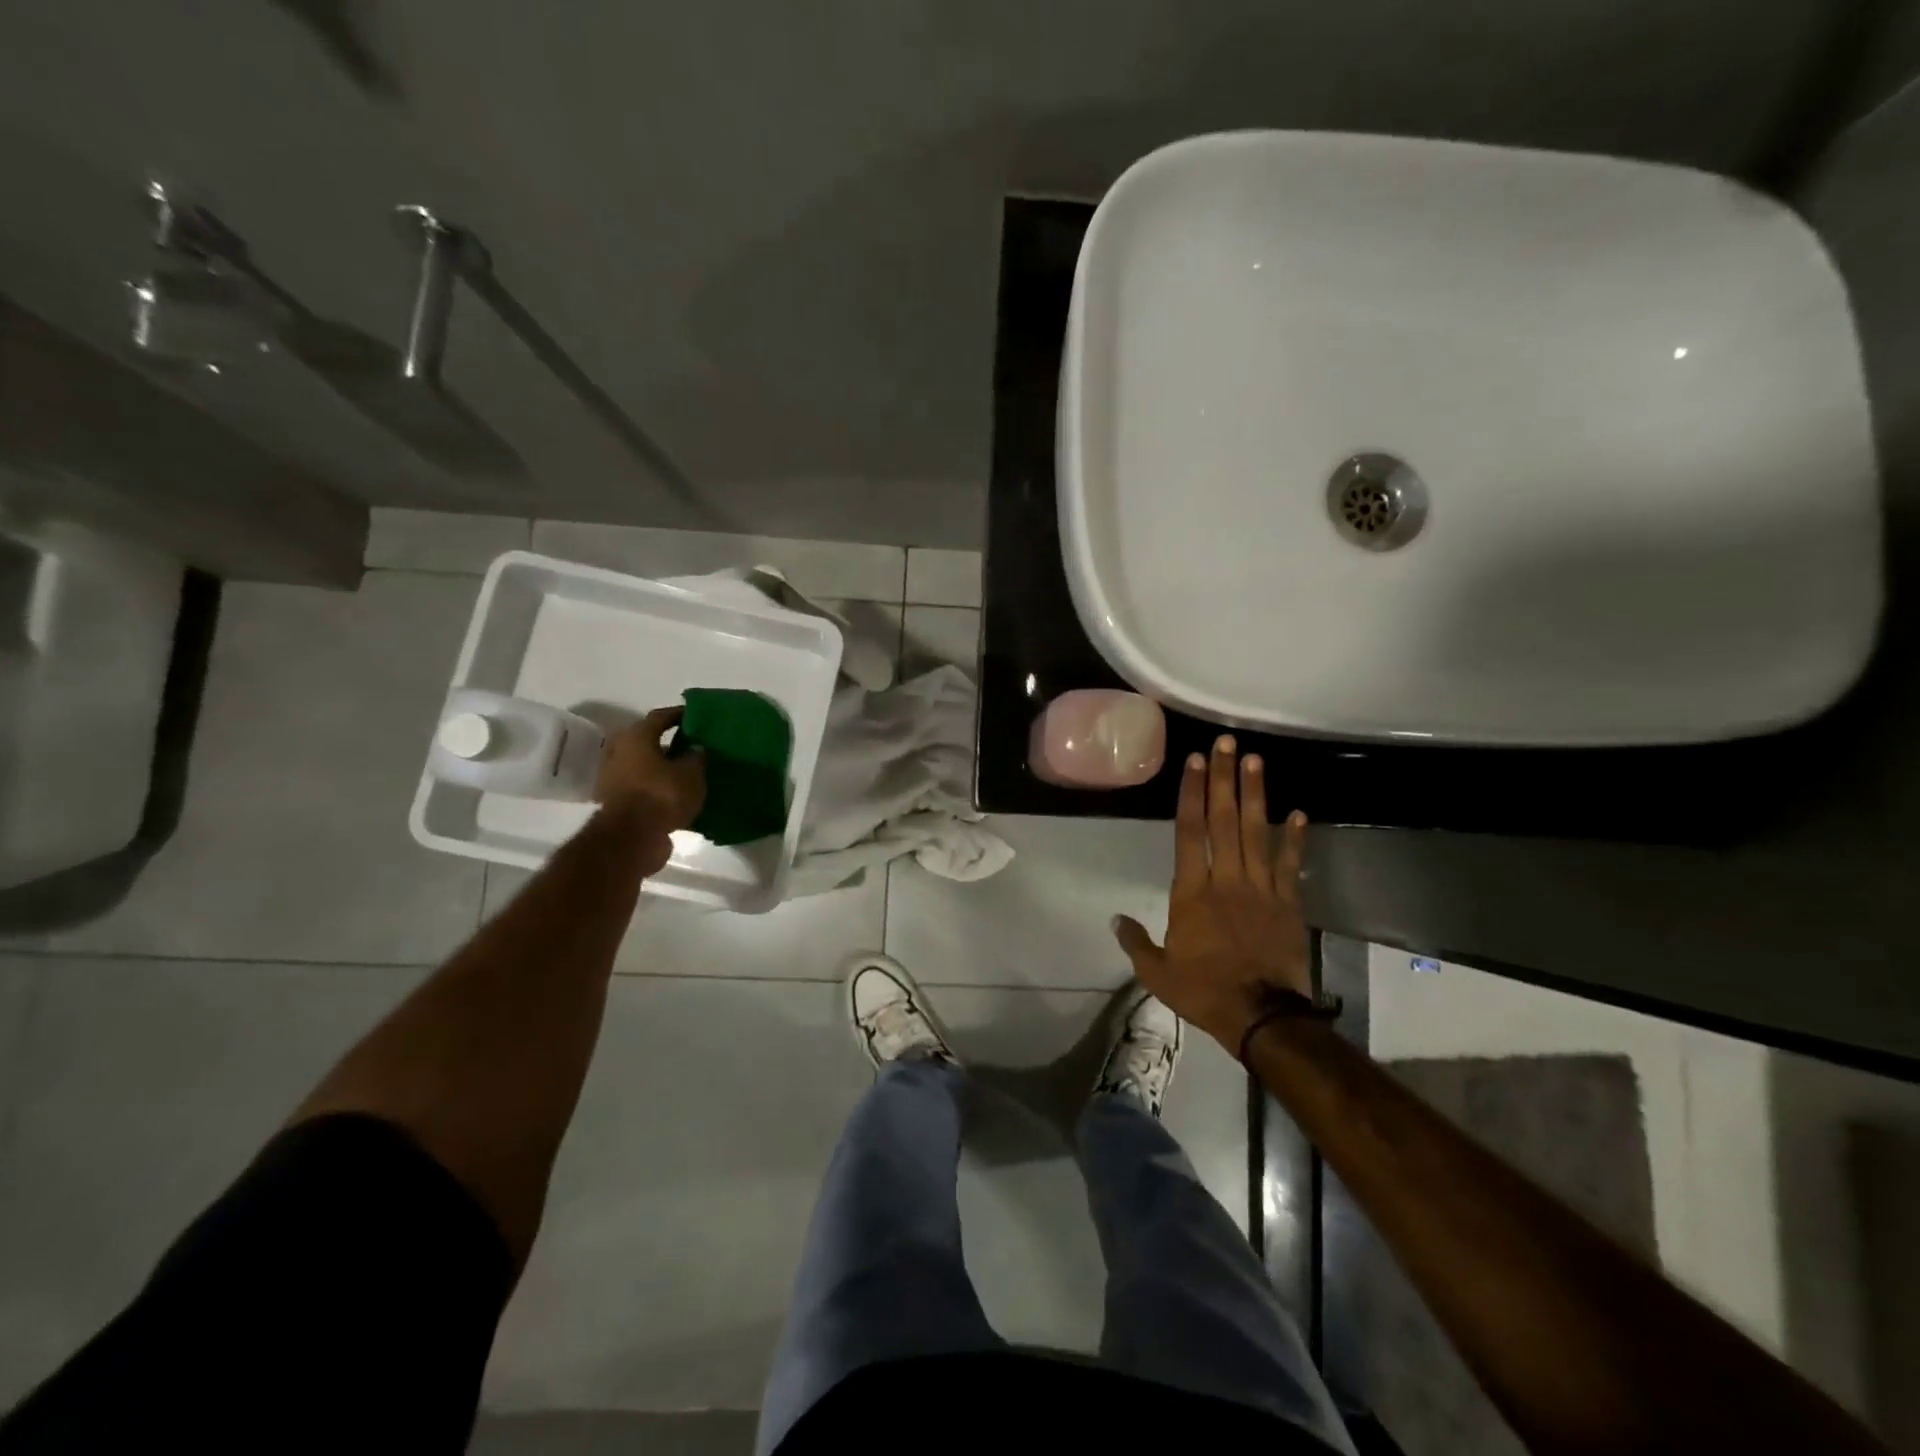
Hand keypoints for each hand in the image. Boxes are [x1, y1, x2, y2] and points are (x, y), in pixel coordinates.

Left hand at [596, 707, 705, 871]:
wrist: (631, 838)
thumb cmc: (662, 795)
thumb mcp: (692, 773)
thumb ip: (696, 757)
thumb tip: (695, 748)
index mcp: (635, 736)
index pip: (660, 717)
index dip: (679, 715)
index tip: (696, 716)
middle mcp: (618, 751)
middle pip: (646, 741)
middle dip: (667, 743)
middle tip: (690, 745)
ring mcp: (612, 778)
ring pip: (641, 765)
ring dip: (660, 767)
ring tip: (685, 771)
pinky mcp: (614, 802)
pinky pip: (639, 787)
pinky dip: (654, 787)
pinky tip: (674, 793)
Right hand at [1113, 735, 1311, 1050]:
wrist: (1262, 1017)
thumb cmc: (1204, 991)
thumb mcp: (1157, 973)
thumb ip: (1136, 942)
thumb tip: (1115, 919)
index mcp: (1191, 893)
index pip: (1190, 832)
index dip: (1192, 794)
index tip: (1196, 762)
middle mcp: (1226, 880)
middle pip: (1224, 821)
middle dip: (1224, 779)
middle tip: (1227, 743)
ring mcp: (1260, 889)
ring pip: (1257, 833)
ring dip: (1256, 794)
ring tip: (1256, 760)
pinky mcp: (1288, 904)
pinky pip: (1289, 865)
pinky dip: (1294, 838)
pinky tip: (1298, 812)